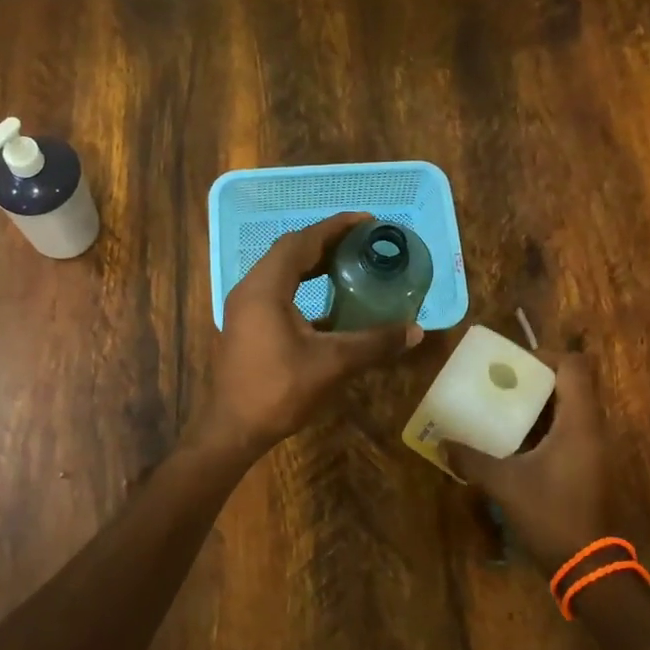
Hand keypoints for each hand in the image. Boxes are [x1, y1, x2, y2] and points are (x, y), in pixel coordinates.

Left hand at [192, 212, 423, 453]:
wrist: (233, 429)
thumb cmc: (278, 391)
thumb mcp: (331, 364)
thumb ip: (374, 342)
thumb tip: (416, 330)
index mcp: (265, 288)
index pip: (301, 242)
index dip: (335, 227)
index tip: (367, 221)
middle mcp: (250, 289)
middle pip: (289, 251)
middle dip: (326, 241)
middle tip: (362, 241)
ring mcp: (245, 307)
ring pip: (281, 270)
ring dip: (312, 262)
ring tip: (349, 262)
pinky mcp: (246, 324)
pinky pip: (276, 290)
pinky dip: (302, 284)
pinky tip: (328, 299)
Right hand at [443, 353, 632, 577]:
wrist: (587, 566)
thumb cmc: (551, 514)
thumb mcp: (505, 484)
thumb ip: (472, 460)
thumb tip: (442, 444)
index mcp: (578, 423)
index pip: (572, 367)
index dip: (543, 356)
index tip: (511, 364)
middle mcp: (590, 429)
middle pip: (569, 385)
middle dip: (533, 379)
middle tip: (498, 383)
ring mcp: (591, 449)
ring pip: (567, 409)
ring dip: (536, 404)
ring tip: (500, 407)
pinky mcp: (587, 467)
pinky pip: (566, 431)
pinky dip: (541, 426)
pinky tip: (512, 441)